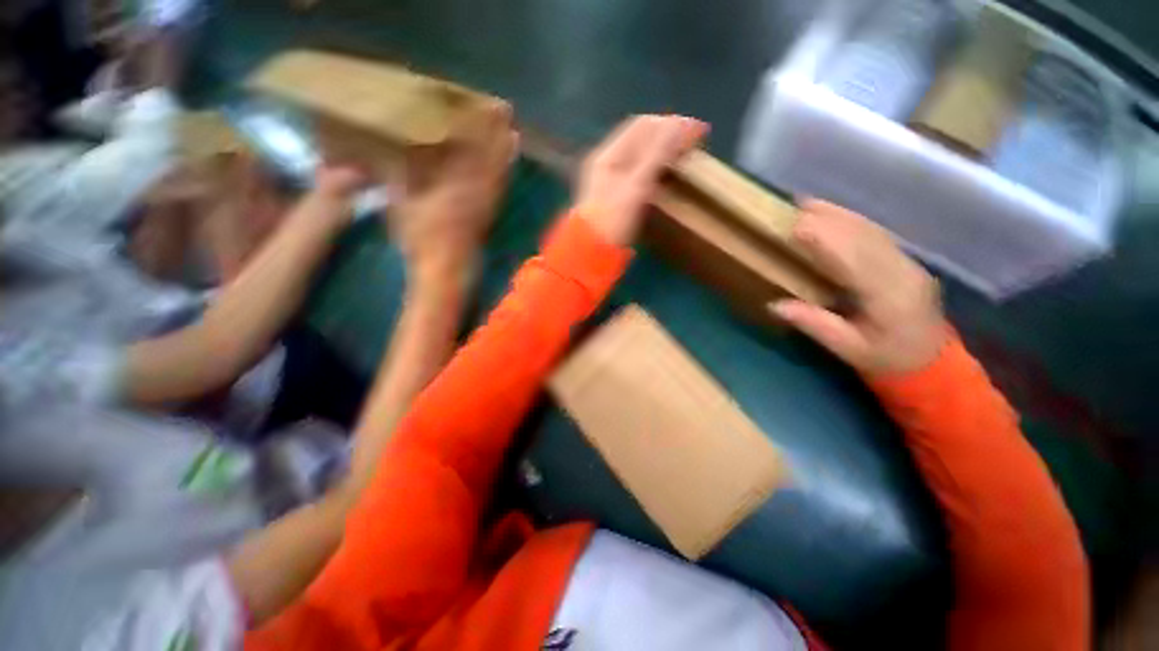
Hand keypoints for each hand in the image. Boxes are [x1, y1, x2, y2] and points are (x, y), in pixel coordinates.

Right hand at [387, 100, 517, 269]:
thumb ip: (400, 178)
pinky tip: (509, 168)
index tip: (479, 107)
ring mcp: (484, 205)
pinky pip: (500, 191)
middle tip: (505, 111)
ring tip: (514, 134)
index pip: (464, 149)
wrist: (446, 269)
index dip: (473, 128)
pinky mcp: (488, 216)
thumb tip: (396, 155)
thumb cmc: (421, 238)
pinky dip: (505, 176)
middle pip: (486, 157)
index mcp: (451, 184)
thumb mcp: (402, 204)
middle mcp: (473, 191)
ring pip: (497, 173)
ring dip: (505, 153)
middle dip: (495, 134)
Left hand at [575, 114, 706, 245]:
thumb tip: (681, 124)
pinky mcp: (616, 193)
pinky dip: (655, 167)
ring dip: (663, 151)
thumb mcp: (635, 187)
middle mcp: (607, 161)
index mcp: (608, 155)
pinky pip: (639, 170)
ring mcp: (610, 178)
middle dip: (668, 135)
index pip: (642, 126)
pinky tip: (666, 174)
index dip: (670, 124)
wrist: (591, 252)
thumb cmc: (612, 221)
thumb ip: (656, 156)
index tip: (698, 131)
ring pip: (640, 154)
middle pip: (641, 138)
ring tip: (685, 156)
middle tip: (694, 144)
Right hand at [770, 199, 947, 375]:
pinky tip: (836, 215)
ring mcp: (907, 264)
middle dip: (829, 220)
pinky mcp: (906, 262)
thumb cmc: (886, 359)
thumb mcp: (848, 349)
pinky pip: (878, 235)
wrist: (932, 362)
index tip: (795, 227)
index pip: (854, 259)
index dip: (826, 239)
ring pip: (872, 231)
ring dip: (840, 215)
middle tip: (795, 208)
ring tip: (811, 203)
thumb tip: (775, 305)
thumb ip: (815, 325)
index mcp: (889, 297)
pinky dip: (853, 221)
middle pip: (864, 238)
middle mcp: (902, 273)